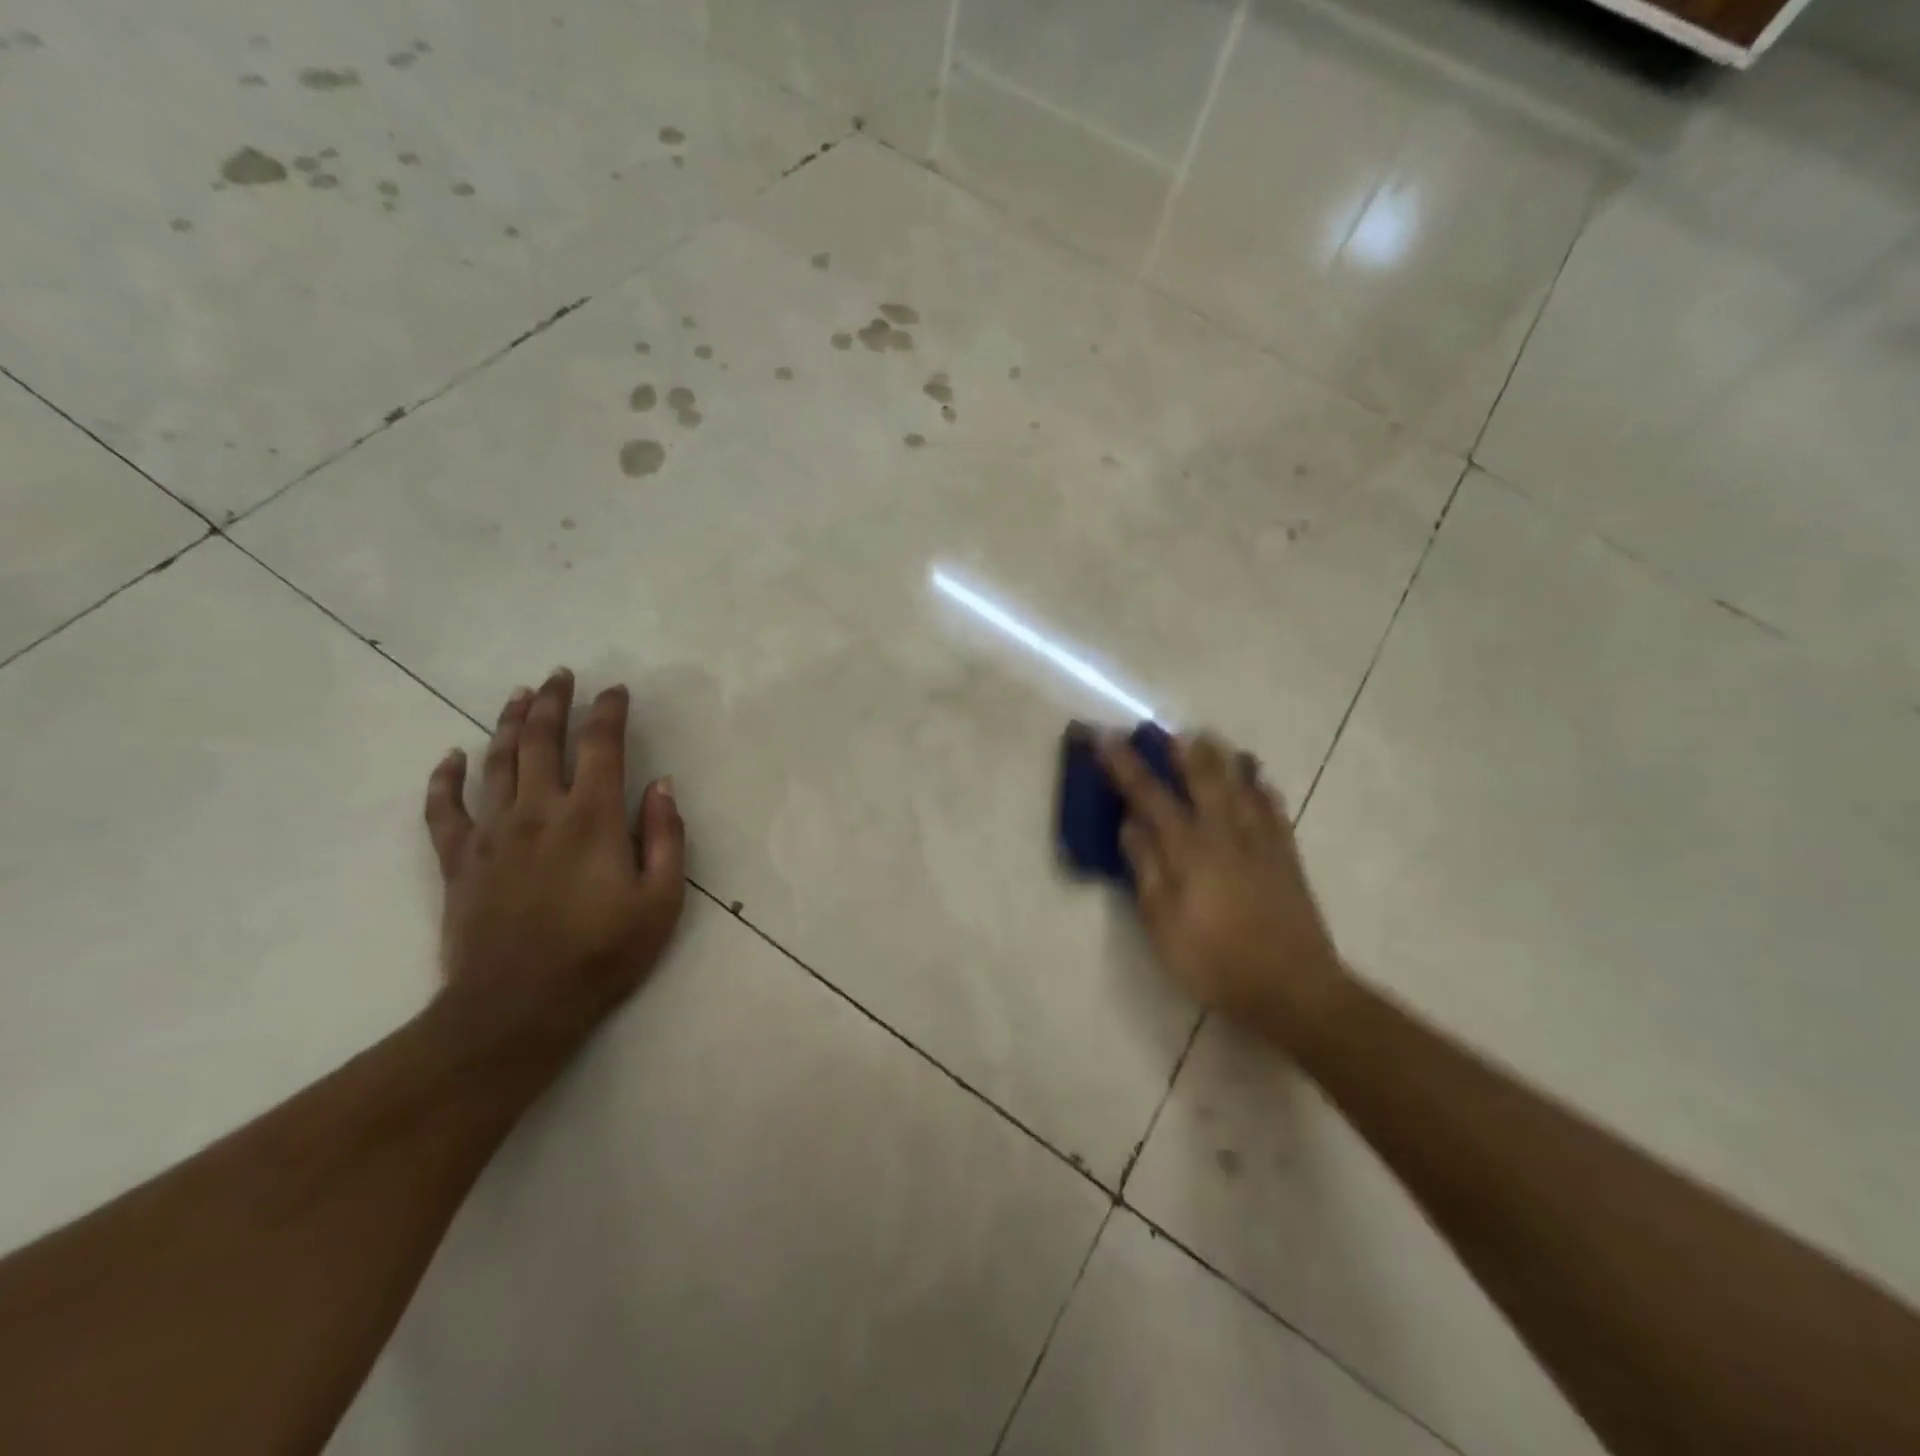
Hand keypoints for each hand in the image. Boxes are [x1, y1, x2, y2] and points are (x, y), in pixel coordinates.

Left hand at [423, 669, 686, 1053]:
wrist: (517, 1008)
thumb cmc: (602, 954)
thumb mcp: (661, 900)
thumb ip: (666, 837)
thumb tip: (661, 785)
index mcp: (592, 817)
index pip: (601, 745)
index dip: (610, 711)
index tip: (617, 691)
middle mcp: (539, 811)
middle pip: (543, 740)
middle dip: (554, 702)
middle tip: (561, 675)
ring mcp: (492, 833)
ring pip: (497, 762)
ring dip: (509, 723)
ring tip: (519, 695)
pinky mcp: (458, 861)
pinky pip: (443, 809)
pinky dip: (445, 779)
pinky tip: (452, 757)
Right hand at [1102, 732, 1346, 1042]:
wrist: (1294, 988)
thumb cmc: (1215, 961)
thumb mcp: (1162, 924)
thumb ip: (1146, 869)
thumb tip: (1130, 825)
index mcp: (1189, 849)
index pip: (1149, 796)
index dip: (1123, 765)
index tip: (1104, 737)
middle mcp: (1224, 833)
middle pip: (1202, 777)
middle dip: (1178, 749)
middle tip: (1163, 728)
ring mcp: (1260, 842)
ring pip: (1241, 784)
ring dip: (1221, 757)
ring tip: (1208, 737)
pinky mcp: (1286, 857)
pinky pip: (1273, 808)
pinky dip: (1261, 787)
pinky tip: (1258, 779)